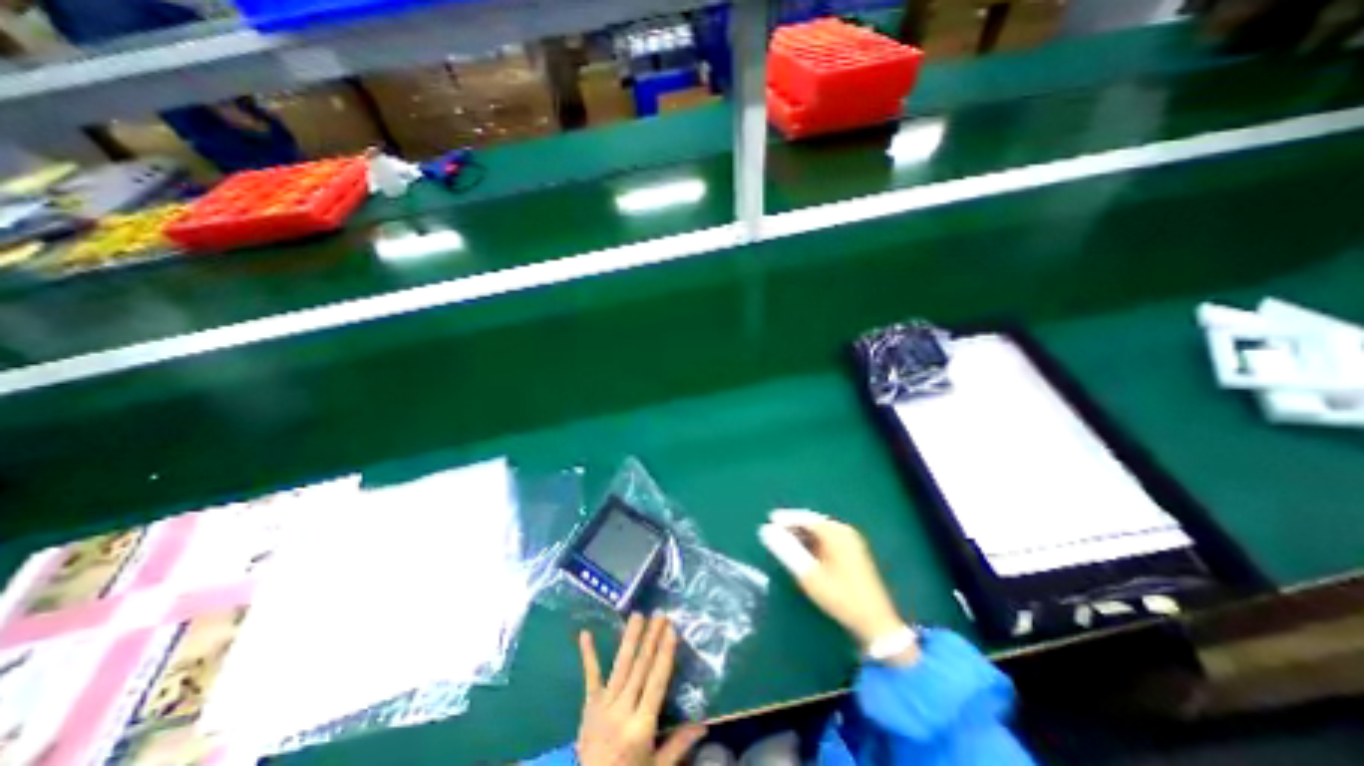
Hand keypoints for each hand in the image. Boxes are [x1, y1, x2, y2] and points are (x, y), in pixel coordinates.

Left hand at [573, 617, 701, 765]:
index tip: (671, 630)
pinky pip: (590, 677)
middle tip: (660, 615)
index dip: (664, 654)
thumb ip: (678, 745)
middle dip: (652, 638)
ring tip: (637, 615)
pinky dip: (588, 655)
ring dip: (630, 638)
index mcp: (641, 726)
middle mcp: (623, 710)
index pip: (656, 682)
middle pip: (640, 668)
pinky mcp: (589, 706)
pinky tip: (586, 633)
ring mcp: (604, 706)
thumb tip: (704, 726)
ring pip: (620, 666)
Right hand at [756, 508, 914, 658]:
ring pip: (820, 532)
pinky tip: (804, 552)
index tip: (768, 519)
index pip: (805, 518)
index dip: (785, 518)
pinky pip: (827, 540)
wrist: (876, 624)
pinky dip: (813, 543)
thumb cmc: (840, 597)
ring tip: (785, 542)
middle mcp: (845, 532)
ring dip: (802, 535)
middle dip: (793, 526)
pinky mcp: (854, 554)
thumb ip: (786, 550)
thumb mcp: (809, 574)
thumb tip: (765, 530)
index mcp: (836, 532)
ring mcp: (851, 542)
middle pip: (813, 523)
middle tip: (774, 531)